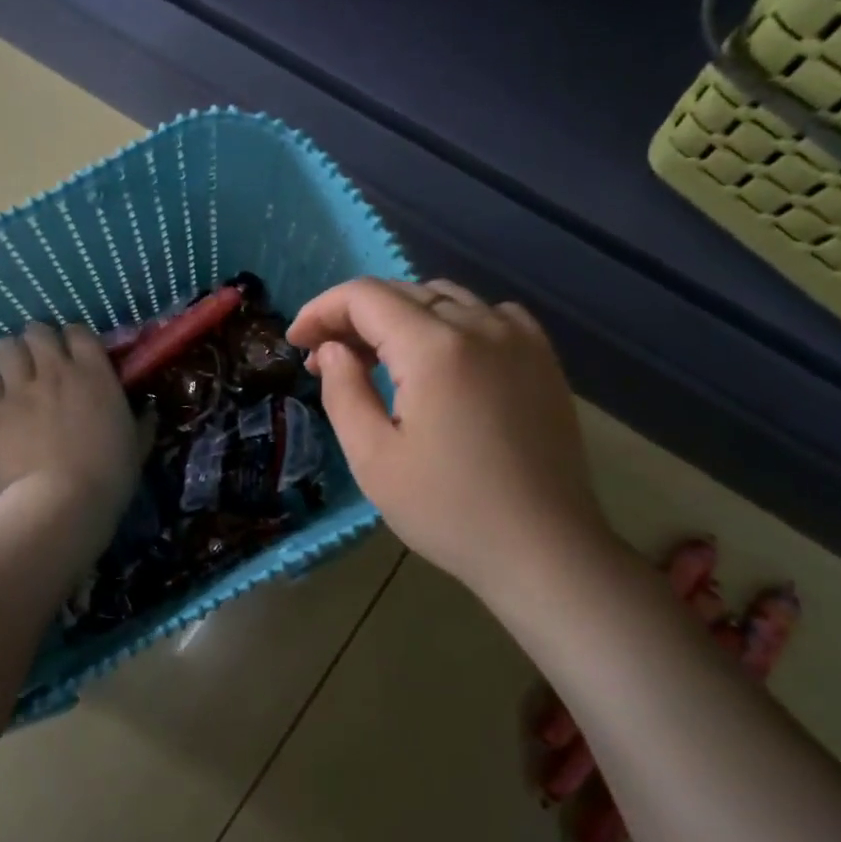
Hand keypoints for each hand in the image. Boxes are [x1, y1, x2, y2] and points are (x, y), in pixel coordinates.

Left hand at [0, 322, 140, 533]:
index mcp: (95, 374)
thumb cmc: (108, 478)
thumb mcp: (137, 448)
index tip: (74, 358)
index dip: (73, 341)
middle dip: (37, 344)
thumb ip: (143, 422)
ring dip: (9, 358)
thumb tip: (148, 409)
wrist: (61, 505)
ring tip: (12, 378)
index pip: (78, 331)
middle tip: (40, 366)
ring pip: (4, 346)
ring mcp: (18, 387)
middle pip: (37, 331)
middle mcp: (55, 369)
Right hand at [286, 278, 610, 597]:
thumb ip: (343, 391)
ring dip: (399, 317)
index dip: (322, 310)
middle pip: (402, 292)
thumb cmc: (448, 510)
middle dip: (354, 317)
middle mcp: (480, 326)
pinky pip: (487, 315)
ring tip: (377, 359)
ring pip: (444, 299)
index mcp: (435, 348)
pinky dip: (450, 322)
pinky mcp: (543, 358)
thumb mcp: (373, 458)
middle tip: (325, 358)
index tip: (296, 342)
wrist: (544, 549)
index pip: (365, 296)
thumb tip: (332, 350)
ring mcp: (519, 339)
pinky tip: (440, 358)